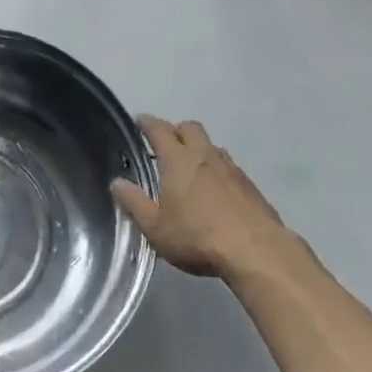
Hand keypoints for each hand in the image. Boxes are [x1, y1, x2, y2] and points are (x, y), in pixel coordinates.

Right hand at [111, 116, 298, 280]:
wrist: (256, 251)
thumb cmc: (197, 237)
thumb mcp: (156, 227)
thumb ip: (135, 203)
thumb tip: (116, 183)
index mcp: (177, 159)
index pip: (159, 130)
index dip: (148, 123)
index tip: (140, 120)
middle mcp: (204, 155)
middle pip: (189, 128)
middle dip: (176, 130)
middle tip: (167, 143)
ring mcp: (230, 168)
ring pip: (212, 145)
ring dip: (200, 149)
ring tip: (192, 166)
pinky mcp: (250, 185)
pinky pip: (229, 166)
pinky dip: (218, 169)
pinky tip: (217, 189)